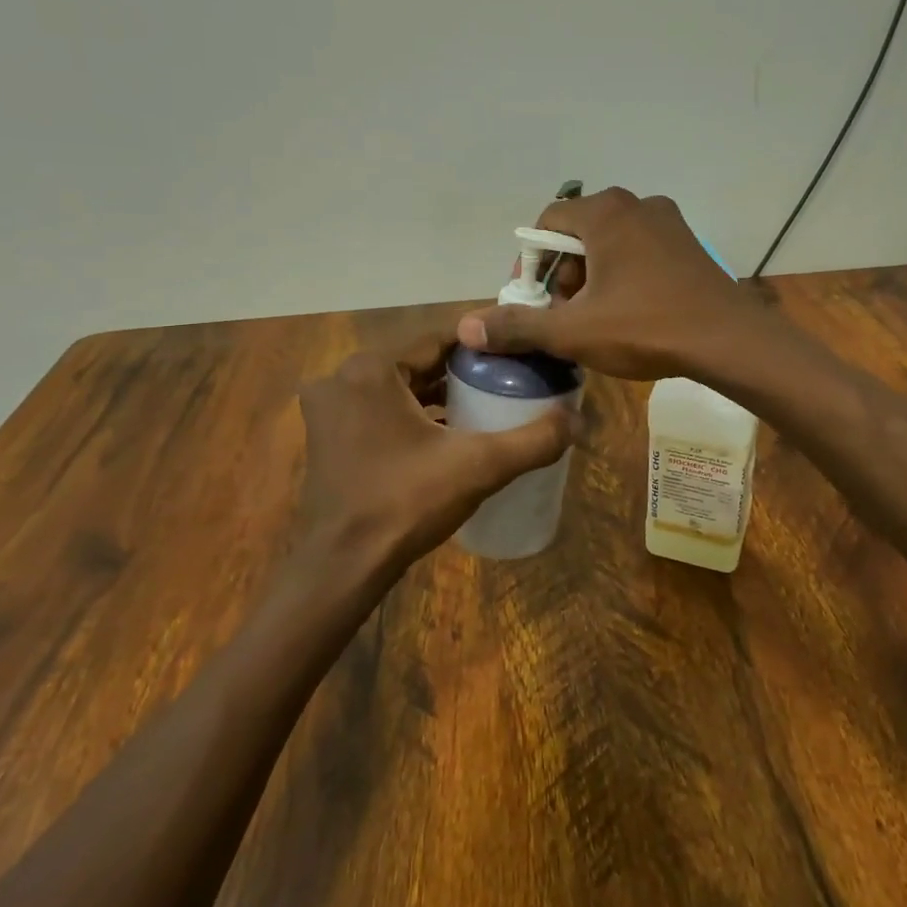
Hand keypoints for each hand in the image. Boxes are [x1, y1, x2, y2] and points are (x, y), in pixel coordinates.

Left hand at [290, 327, 576, 589]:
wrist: (343, 566)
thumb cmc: (406, 503)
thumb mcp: (479, 466)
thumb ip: (533, 440)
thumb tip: (579, 421)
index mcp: (371, 369)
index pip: (439, 339)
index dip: (483, 345)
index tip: (519, 353)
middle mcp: (342, 378)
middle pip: (418, 363)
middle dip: (462, 372)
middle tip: (507, 380)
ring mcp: (329, 409)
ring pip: (398, 388)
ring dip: (437, 394)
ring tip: (485, 404)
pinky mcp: (327, 437)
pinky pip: (379, 410)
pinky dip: (411, 416)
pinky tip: (446, 433)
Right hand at [456, 188, 770, 381]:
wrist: (730, 341)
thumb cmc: (646, 327)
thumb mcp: (575, 331)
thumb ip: (519, 326)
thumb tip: (466, 328)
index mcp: (605, 212)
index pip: (548, 223)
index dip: (532, 263)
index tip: (533, 299)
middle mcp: (637, 204)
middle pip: (579, 233)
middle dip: (564, 274)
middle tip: (564, 315)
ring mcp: (669, 222)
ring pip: (611, 243)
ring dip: (593, 277)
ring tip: (594, 319)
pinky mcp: (689, 244)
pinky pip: (640, 251)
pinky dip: (623, 275)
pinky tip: (630, 312)